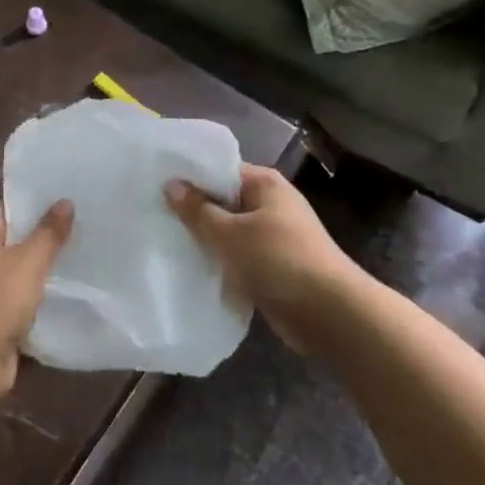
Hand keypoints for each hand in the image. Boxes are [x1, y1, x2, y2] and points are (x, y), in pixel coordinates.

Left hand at [0, 199, 73, 393]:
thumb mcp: (29, 261)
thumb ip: (49, 232)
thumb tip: (65, 201)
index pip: (7, 207)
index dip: (34, 203)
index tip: (66, 200)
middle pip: (13, 238)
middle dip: (43, 235)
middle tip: (80, 226)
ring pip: (18, 268)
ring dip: (41, 266)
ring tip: (78, 254)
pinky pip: (18, 294)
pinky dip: (37, 293)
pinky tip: (64, 289)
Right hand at [165, 165, 368, 356]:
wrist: (331, 315)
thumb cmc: (279, 261)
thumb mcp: (229, 233)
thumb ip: (197, 210)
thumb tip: (171, 184)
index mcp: (265, 184)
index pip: (220, 169)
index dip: (190, 177)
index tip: (155, 185)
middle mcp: (271, 204)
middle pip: (224, 200)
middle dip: (194, 210)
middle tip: (153, 214)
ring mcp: (275, 235)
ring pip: (230, 231)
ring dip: (206, 239)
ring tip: (166, 240)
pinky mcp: (275, 265)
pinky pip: (239, 255)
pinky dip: (222, 261)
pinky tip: (193, 267)